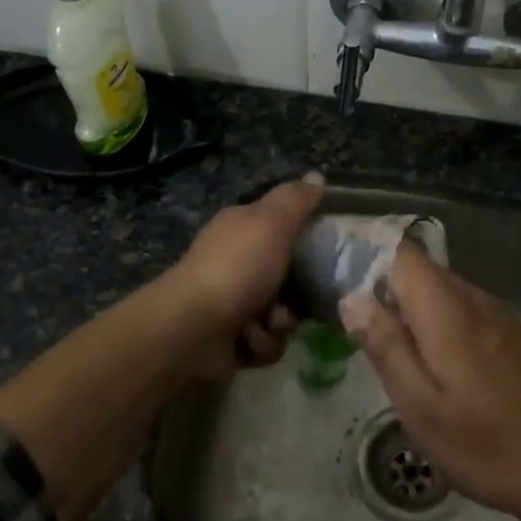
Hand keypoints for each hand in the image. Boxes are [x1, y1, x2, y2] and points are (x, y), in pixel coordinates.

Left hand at [166, 173, 325, 377]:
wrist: (194, 328)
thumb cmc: (237, 268)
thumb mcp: (272, 222)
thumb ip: (296, 200)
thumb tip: (317, 176)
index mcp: (240, 228)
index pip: (281, 225)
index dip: (304, 236)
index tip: (325, 248)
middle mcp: (234, 261)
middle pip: (287, 275)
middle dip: (297, 292)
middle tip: (299, 296)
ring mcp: (230, 301)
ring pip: (281, 313)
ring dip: (279, 322)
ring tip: (266, 322)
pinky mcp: (230, 339)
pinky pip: (266, 342)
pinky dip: (261, 344)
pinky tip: (247, 341)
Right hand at [339, 244, 520, 517]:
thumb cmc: (484, 443)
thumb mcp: (420, 405)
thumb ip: (386, 346)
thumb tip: (352, 298)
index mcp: (447, 310)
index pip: (403, 253)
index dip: (368, 253)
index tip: (338, 272)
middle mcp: (473, 299)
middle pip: (420, 268)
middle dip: (383, 281)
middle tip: (351, 316)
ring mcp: (495, 314)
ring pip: (440, 287)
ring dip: (408, 301)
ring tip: (382, 337)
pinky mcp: (507, 332)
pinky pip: (460, 305)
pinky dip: (433, 315)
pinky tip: (427, 354)